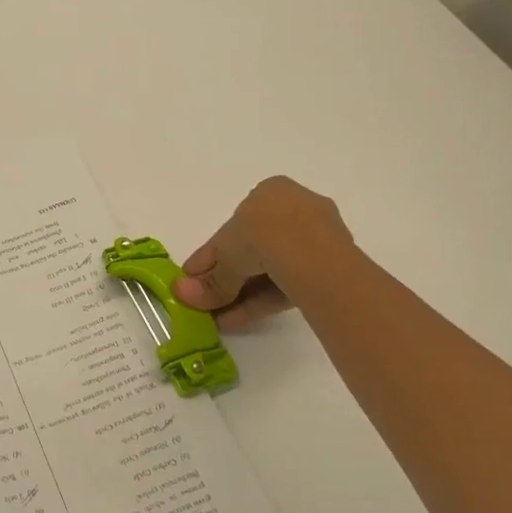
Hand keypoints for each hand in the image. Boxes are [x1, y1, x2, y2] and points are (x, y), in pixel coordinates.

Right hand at [171, 176, 355, 329]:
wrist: (311, 252)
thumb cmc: (261, 234)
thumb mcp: (225, 254)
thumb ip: (209, 280)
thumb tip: (180, 293)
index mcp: (270, 192)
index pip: (235, 227)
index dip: (211, 255)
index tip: (194, 277)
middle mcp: (296, 209)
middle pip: (254, 249)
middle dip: (229, 279)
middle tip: (207, 301)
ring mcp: (318, 239)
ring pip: (272, 270)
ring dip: (242, 295)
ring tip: (219, 320)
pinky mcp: (332, 269)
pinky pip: (288, 283)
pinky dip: (262, 301)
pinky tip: (238, 320)